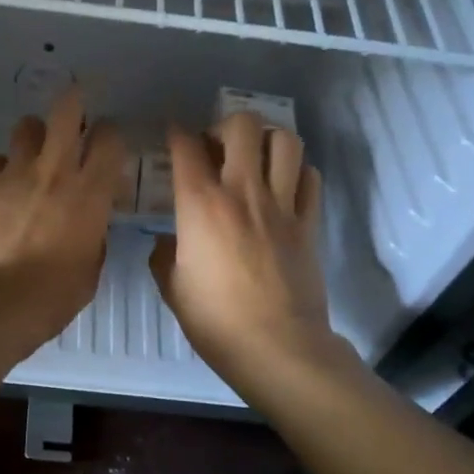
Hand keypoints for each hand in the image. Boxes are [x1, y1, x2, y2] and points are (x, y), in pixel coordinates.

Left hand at [0, 87, 125, 346]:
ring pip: (26, 127)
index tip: (107, 141)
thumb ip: (93, 237)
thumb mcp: (89, 269)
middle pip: (66, 110)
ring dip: (33, 136)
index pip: (110, 138)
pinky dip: (1, 170)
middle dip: (73, 101)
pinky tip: (0, 190)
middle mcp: (54, 170)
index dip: (110, 133)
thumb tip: (89, 226)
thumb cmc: (51, 296)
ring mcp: (14, 173)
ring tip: (32, 154)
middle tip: (74, 108)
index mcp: (90, 192)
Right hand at [150, 112, 340, 383]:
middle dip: (224, 126)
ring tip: (254, 158)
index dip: (176, 133)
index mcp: (200, 204)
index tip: (173, 135)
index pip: (186, 146)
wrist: (277, 347)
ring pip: (285, 141)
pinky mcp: (309, 223)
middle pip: (242, 125)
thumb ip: (163, 255)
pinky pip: (310, 177)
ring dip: (266, 140)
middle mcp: (242, 191)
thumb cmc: (215, 320)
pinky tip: (284, 186)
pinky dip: (297, 171)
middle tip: (217, 148)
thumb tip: (168, 242)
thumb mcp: (172, 287)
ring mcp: (282, 204)